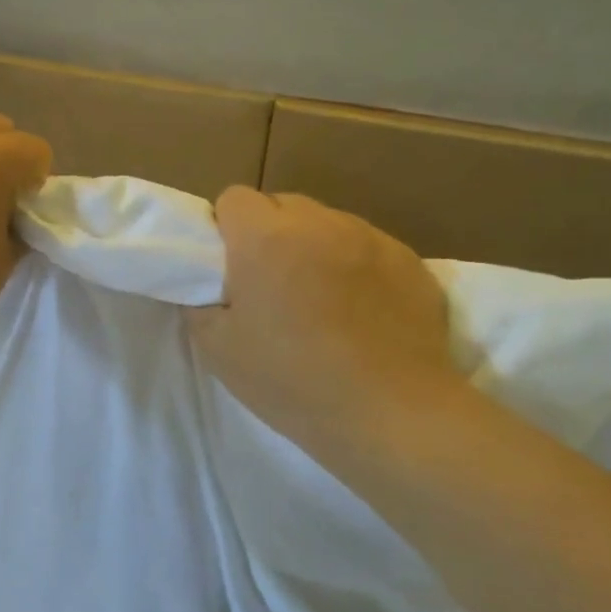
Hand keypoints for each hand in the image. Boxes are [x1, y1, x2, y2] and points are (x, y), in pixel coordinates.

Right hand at [189, 187, 458, 461]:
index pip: (234, 198)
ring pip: (327, 225)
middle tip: (270, 286)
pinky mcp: (410, 260)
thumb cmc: (293, 381)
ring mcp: (370, 238)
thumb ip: (200, 304)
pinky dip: (356, 268)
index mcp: (265, 238)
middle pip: (282, 205)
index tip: (230, 269)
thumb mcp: (218, 351)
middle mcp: (319, 223)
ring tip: (321, 301)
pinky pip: (368, 248)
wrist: (391, 413)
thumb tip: (207, 286)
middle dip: (269, 234)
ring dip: (314, 248)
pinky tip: (362, 314)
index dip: (226, 229)